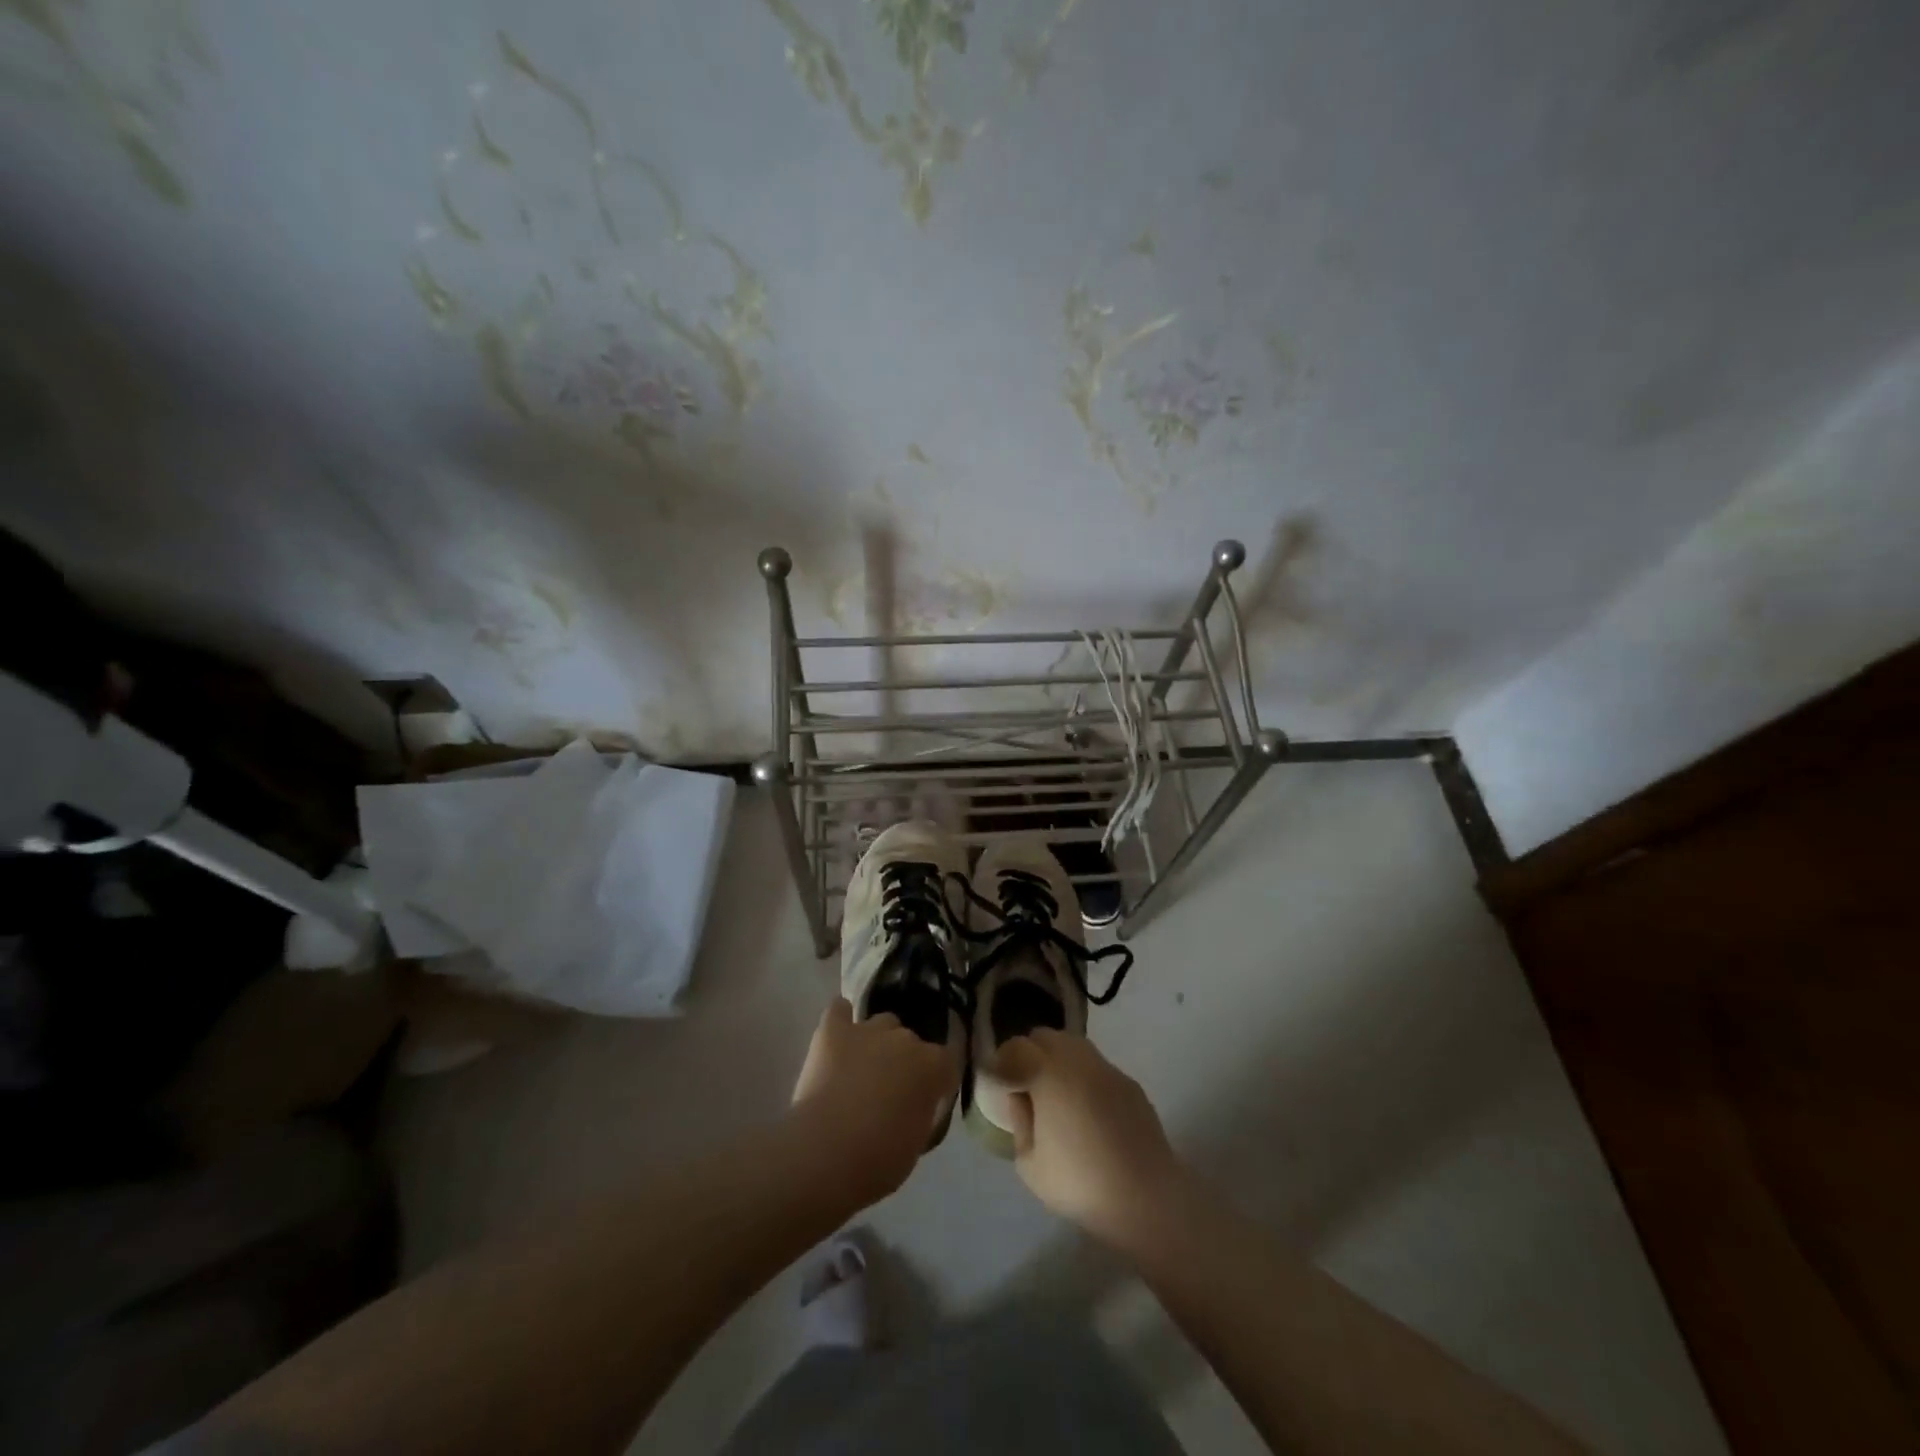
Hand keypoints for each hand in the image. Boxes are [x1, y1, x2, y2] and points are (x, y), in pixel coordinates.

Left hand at [789, 998, 957, 1206]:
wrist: (825, 1154)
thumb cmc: (879, 1160)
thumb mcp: (918, 1141)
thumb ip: (923, 1110)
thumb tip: (916, 1102)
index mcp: (933, 1065)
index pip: (947, 1061)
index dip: (938, 1079)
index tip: (928, 1097)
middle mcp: (905, 1038)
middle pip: (911, 1041)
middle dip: (904, 1061)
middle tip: (890, 1091)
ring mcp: (868, 1030)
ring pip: (881, 1023)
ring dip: (877, 1042)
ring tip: (861, 1068)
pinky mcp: (833, 1030)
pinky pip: (839, 1010)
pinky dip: (840, 1019)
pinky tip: (838, 1034)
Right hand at [991, 1029, 1188, 1251]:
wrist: (1146, 1196)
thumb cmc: (1079, 1182)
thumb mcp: (1029, 1163)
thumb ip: (1019, 1121)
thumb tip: (1019, 1097)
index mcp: (1048, 1073)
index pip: (1016, 1047)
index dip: (1003, 1061)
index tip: (999, 1083)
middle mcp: (1077, 1059)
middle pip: (1045, 1037)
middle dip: (1029, 1054)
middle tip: (1025, 1085)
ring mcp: (1107, 1068)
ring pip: (1073, 1046)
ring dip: (1057, 1060)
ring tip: (1056, 1094)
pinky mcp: (1129, 1083)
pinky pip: (1097, 1067)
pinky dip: (1084, 1076)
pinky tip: (1087, 1109)